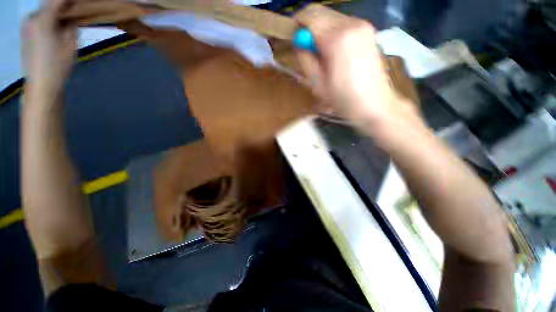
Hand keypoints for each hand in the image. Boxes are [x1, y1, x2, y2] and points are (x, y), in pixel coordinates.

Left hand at [22, 0, 76, 99]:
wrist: (41, 84)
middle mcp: (32, 19)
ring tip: (66, 21)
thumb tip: (72, 16)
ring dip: (55, 14)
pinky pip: (39, 20)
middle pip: (48, 5)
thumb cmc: (57, 66)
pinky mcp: (26, 33)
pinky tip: (55, 29)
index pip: (56, 0)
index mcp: (43, 20)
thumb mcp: (70, 45)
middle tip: (73, 12)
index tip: (78, 1)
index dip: (68, 0)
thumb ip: (71, 26)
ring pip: (44, 12)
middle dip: (61, 6)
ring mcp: (27, 26)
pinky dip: (49, 20)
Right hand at [294, 5, 420, 133]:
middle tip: (304, 47)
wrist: (375, 104)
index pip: (309, 15)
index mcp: (337, 39)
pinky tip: (333, 51)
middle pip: (320, 12)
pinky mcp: (368, 30)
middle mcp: (351, 24)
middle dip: (307, 26)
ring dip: (320, 29)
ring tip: (320, 52)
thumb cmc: (343, 99)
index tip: (292, 39)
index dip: (296, 24)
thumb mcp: (317, 83)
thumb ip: (305, 58)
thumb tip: (299, 42)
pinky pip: (342, 23)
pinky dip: (332, 31)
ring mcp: (362, 25)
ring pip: (331, 17)